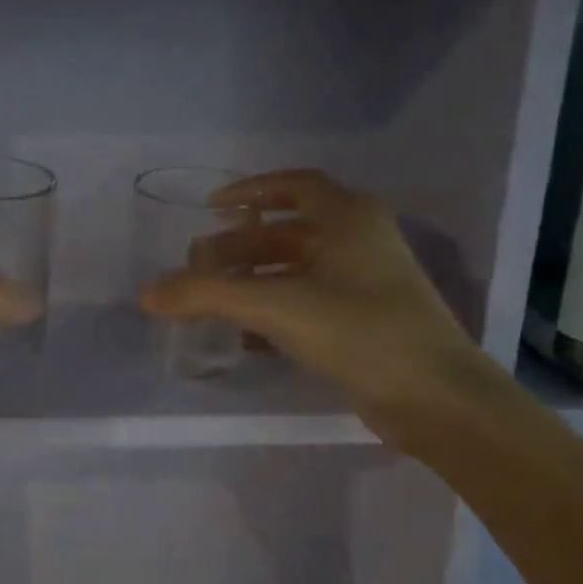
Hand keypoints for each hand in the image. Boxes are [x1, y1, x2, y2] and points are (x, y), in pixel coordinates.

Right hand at [139, 169, 497, 437]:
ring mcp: (366, 283)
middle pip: (287, 233)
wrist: (435, 397)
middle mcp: (360, 241)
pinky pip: (308, 303)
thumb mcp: (274, 305)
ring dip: (253, 282)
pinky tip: (244, 336)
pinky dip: (274, 312)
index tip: (211, 209)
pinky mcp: (366, 322)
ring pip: (296, 271)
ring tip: (211, 301)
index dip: (249, 192)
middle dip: (239, 248)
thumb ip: (206, 294)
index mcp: (348, 217)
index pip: (294, 185)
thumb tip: (147, 293)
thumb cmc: (358, 330)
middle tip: (198, 268)